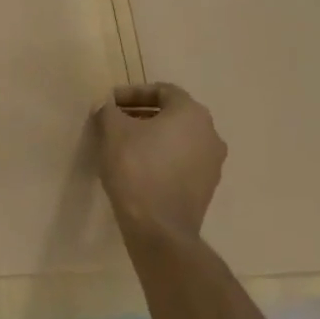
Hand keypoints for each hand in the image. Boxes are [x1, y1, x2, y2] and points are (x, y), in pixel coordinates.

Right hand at [94, 82, 226, 237]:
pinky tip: (139, 167)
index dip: (133, 92)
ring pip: (179, 139)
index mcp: (191, 113)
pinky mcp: (207, 188)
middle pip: (173, 114)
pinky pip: (182, 161)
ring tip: (125, 145)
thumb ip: (108, 110)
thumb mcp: (113, 130)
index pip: (163, 90)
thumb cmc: (136, 167)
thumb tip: (107, 106)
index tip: (111, 102)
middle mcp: (210, 133)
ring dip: (153, 136)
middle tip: (116, 121)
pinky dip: (163, 157)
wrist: (159, 227)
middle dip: (143, 114)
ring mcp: (213, 163)